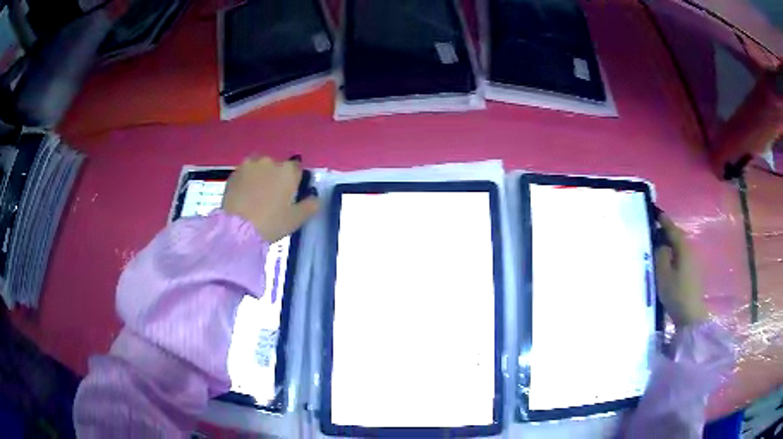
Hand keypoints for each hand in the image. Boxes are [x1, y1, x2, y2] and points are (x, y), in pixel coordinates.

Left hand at [222, 157, 318, 241]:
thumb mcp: (296, 219)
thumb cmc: (271, 223)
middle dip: (276, 178)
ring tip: (256, 196)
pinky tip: (244, 196)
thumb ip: (310, 205)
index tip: (291, 195)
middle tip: (272, 198)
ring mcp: (249, 165)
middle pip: (277, 167)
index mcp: (288, 170)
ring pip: (259, 168)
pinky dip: (246, 181)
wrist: (237, 229)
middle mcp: (270, 161)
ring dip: (260, 177)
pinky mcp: (234, 173)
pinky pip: (245, 174)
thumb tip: (315, 198)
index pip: (297, 169)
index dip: (295, 181)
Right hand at [655, 215, 708, 326]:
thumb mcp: (663, 274)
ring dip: (671, 244)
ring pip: (680, 247)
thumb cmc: (676, 293)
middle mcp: (690, 250)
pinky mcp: (693, 272)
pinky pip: (682, 256)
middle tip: (655, 231)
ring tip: (659, 247)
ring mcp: (693, 261)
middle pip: (678, 236)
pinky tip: (668, 262)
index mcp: (683, 247)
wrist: (690, 315)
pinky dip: (674, 254)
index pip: (673, 229)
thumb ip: (660, 255)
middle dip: (667, 232)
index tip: (655, 213)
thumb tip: (660, 244)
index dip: (664, 221)